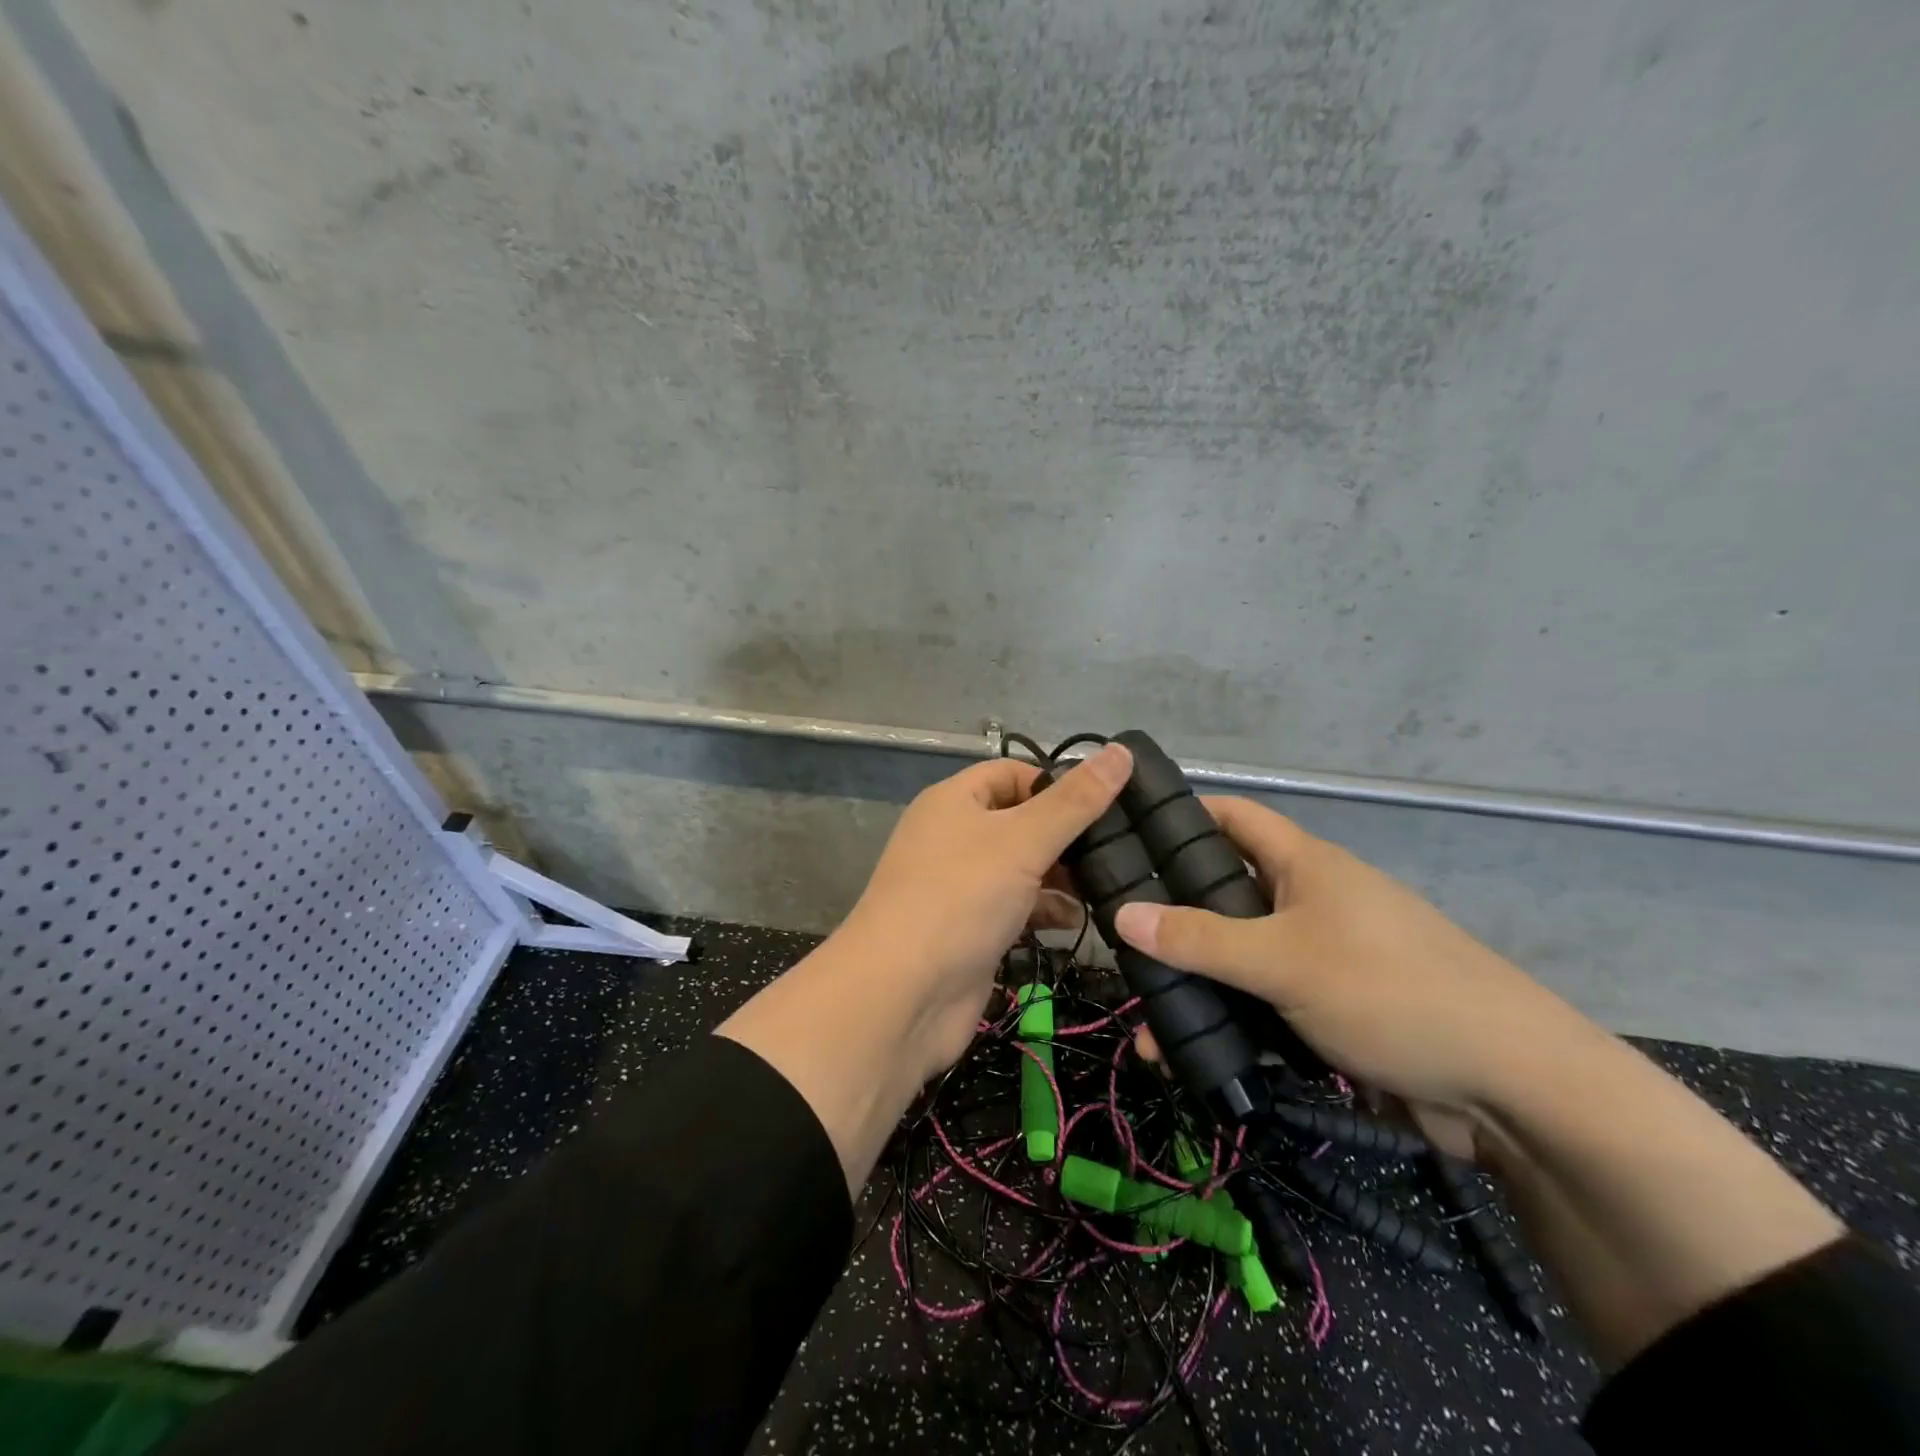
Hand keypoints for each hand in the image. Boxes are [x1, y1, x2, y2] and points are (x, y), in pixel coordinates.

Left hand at [835, 743, 1132, 1080]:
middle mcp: (954, 837)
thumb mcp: (1022, 840)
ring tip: (1108, 884)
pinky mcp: (971, 929)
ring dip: (1062, 875)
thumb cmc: (960, 898)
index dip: (1056, 782)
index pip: (1012, 773)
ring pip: (1022, 867)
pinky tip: (1078, 920)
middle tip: (1120, 847)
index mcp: (954, 801)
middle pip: (1020, 821)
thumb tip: (1121, 751)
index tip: (1106, 802)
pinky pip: (1016, 907)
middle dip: (1066, 834)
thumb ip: (1075, 801)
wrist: (901, 996)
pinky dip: (1046, 910)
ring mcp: (961, 886)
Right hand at [1113, 797, 1585, 1111]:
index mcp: (1305, 865)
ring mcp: (1322, 956)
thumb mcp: (1284, 962)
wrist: (1514, 1088)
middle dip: (1173, 917)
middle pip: (1225, 893)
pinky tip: (1193, 1055)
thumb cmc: (1391, 992)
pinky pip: (1265, 1004)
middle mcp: (1310, 901)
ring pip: (1240, 957)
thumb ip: (1200, 939)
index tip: (1125, 833)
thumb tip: (1122, 915)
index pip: (1232, 817)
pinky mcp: (1331, 1009)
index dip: (1180, 815)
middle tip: (1117, 938)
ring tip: (1148, 1021)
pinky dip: (1231, 1022)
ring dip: (1198, 984)